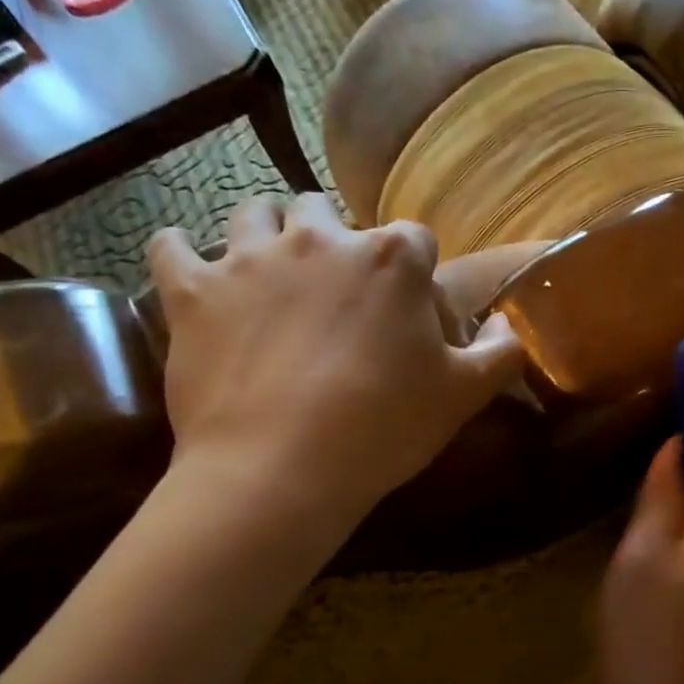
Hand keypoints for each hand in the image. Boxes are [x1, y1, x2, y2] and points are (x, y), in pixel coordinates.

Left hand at [149, 193, 523, 523]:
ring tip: (272, 276)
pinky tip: (197, 272)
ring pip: (254, 213)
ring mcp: (249, 258)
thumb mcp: (463, 396)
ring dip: (267, 235)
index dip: (416, 275)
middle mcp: (320, 238)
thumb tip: (508, 324)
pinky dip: (186, 254)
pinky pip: (174, 246)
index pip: (415, 239)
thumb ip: (500, 351)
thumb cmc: (384, 429)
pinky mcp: (193, 290)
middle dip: (335, 243)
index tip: (411, 314)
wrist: (282, 470)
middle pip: (326, 212)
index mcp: (391, 259)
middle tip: (337, 296)